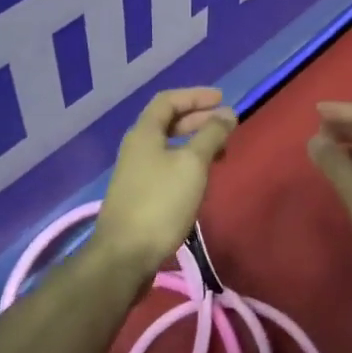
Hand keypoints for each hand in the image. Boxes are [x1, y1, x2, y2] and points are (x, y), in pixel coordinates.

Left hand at [92, 87, 237, 280]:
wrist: (124, 256)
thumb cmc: (160, 203)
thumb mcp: (192, 164)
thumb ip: (211, 135)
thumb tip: (227, 113)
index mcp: (144, 132)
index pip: (168, 100)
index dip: (195, 95)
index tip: (222, 99)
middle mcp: (136, 147)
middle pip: (168, 122)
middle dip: (198, 119)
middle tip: (226, 124)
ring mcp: (135, 173)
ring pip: (168, 146)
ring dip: (194, 143)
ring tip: (220, 152)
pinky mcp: (138, 196)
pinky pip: (166, 167)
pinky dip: (186, 163)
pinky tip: (201, 179)